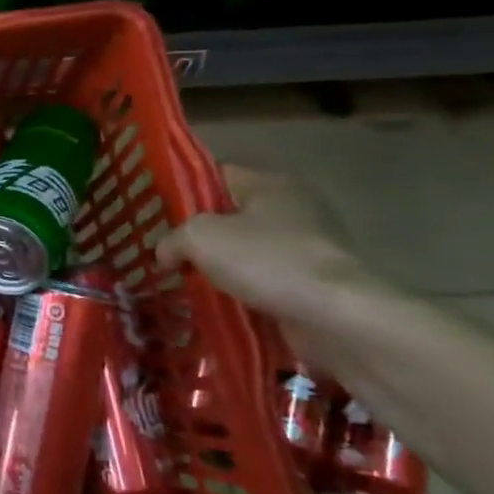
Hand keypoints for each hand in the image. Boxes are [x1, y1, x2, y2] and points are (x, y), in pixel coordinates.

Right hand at [156, 167, 392, 357]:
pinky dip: (244, 295)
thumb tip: (166, 253)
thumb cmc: (267, 261)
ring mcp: (309, 249)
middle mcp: (293, 209)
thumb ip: (173, 238)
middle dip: (200, 237)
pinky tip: (218, 308)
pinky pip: (267, 285)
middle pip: (232, 217)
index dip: (184, 191)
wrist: (336, 318)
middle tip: (166, 254)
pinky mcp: (315, 286)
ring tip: (185, 285)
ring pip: (248, 254)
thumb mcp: (200, 237)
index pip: (217, 175)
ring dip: (221, 270)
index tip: (156, 214)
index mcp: (270, 184)